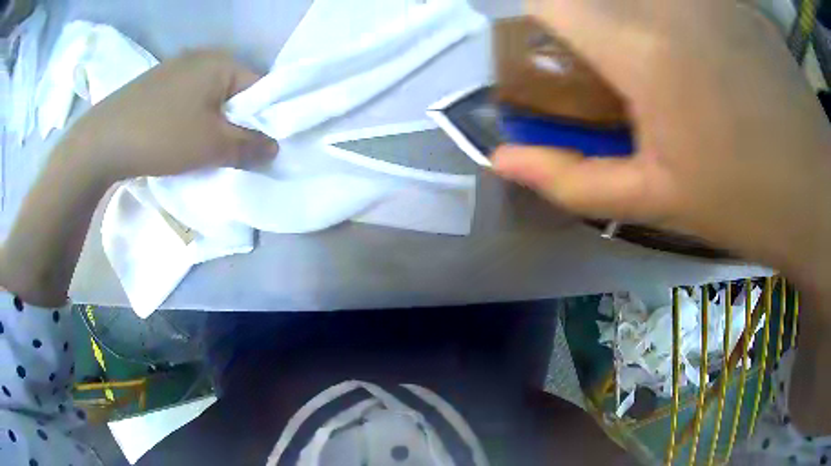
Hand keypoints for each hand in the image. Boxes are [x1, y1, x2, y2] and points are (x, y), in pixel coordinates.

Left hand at [57, 50, 277, 183]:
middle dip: (236, 121)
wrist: (101, 140)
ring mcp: (176, 67)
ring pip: (209, 96)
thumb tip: (274, 148)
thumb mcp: (211, 145)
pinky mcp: (157, 83)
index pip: (260, 88)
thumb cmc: (161, 136)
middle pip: (234, 91)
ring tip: (202, 146)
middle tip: (230, 151)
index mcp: (222, 62)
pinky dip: (191, 117)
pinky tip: (178, 136)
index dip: (265, 118)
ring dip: (212, 121)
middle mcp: (202, 57)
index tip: (258, 147)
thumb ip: (248, 146)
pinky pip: (187, 98)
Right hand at [493, 1, 830, 285]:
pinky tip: (714, 60)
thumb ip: (573, 179)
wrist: (819, 193)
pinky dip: (681, 18)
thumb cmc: (747, 202)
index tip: (559, 62)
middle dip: (589, 27)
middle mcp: (667, 1)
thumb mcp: (658, 200)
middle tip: (619, 75)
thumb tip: (503, 159)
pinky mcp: (737, 1)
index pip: (548, 0)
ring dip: (636, 20)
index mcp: (640, 47)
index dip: (540, 24)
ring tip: (674, 73)